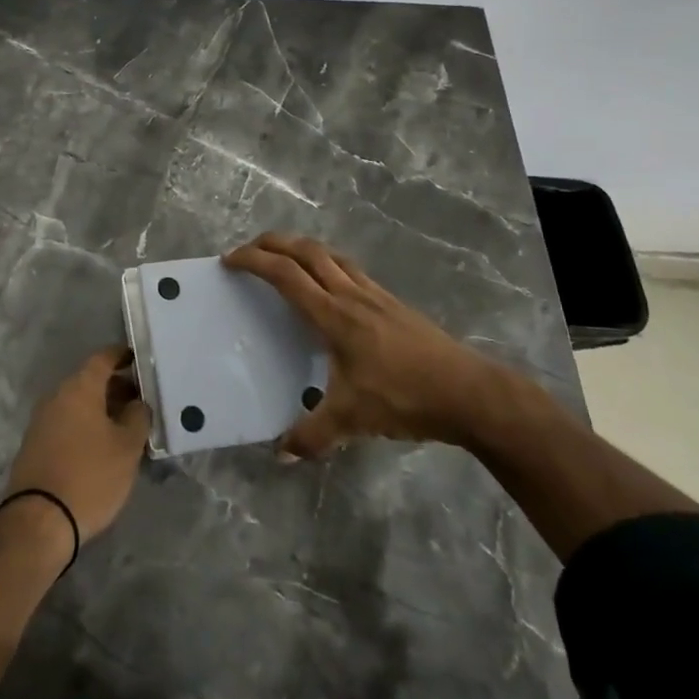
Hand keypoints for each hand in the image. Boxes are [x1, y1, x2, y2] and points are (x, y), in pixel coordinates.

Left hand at [3, 346, 151, 541]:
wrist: (39, 521)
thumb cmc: (90, 476)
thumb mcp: (127, 447)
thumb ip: (137, 417)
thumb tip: (138, 402)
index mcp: (79, 388)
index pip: (103, 358)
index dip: (123, 356)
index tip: (140, 360)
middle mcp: (57, 396)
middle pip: (90, 381)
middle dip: (116, 387)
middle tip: (142, 400)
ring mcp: (42, 420)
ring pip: (78, 403)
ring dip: (102, 409)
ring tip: (127, 426)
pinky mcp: (35, 444)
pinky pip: (67, 423)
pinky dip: (86, 425)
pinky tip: (103, 445)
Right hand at [223, 232, 513, 457]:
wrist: (469, 391)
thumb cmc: (405, 398)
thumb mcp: (353, 421)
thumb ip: (312, 436)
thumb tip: (279, 456)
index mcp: (333, 315)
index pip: (285, 275)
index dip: (254, 261)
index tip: (229, 261)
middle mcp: (351, 294)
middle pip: (305, 251)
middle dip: (272, 243)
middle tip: (247, 250)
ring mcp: (375, 294)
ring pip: (330, 254)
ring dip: (300, 248)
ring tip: (283, 258)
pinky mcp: (392, 302)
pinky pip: (350, 268)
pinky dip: (327, 262)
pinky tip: (329, 283)